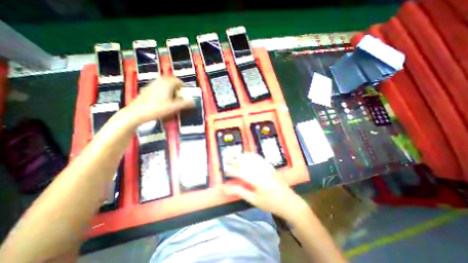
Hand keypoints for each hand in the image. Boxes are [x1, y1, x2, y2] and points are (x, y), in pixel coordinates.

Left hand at [126, 76, 194, 123]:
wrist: (137, 113)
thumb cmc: (157, 108)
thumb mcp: (174, 107)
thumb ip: (185, 104)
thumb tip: (194, 102)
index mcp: (167, 83)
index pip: (178, 81)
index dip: (183, 87)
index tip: (185, 95)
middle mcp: (159, 81)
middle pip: (171, 81)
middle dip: (176, 88)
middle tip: (179, 97)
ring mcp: (152, 84)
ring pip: (164, 84)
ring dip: (170, 90)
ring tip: (171, 99)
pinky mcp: (147, 89)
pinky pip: (158, 87)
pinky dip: (163, 91)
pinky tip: (162, 100)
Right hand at [221, 153, 309, 220]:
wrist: (289, 202)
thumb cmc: (270, 204)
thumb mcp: (254, 200)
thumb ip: (240, 192)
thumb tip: (227, 188)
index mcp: (258, 181)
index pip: (241, 173)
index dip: (232, 171)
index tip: (225, 171)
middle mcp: (262, 171)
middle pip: (245, 162)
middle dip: (235, 161)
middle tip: (227, 161)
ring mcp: (267, 167)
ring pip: (251, 157)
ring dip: (241, 156)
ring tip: (234, 157)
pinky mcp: (270, 165)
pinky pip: (258, 157)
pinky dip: (250, 155)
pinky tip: (246, 155)